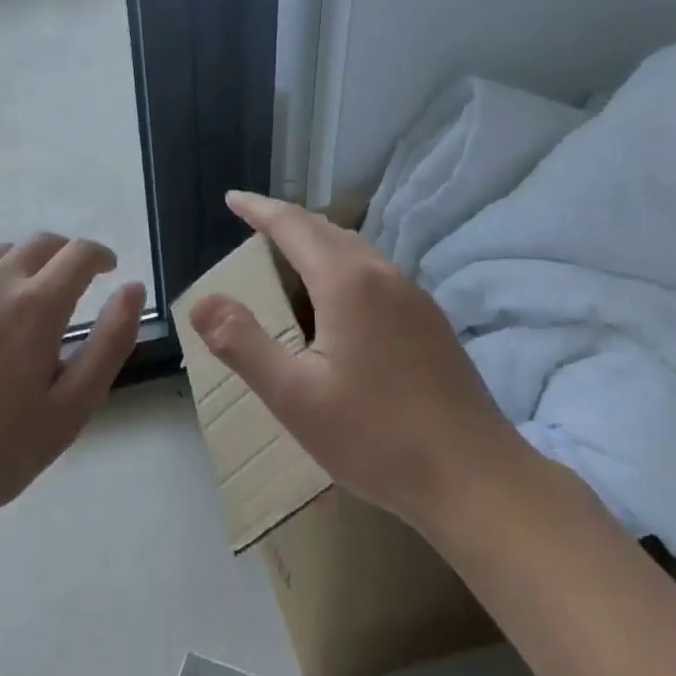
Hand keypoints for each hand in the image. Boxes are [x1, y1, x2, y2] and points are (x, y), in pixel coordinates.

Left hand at [0, 235, 145, 534]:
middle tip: (73, 285)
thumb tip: (132, 288)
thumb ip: (110, 342)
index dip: (101, 256)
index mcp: (37, 306)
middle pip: (39, 244)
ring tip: (25, 301)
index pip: (79, 254)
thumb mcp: (72, 408)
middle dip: (65, 256)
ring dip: (23, 266)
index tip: (109, 271)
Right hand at [188, 192, 520, 533]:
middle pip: (327, 231)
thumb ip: (242, 344)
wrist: (475, 478)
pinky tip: (338, 301)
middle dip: (287, 221)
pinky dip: (343, 267)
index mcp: (347, 282)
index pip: (293, 226)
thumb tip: (201, 301)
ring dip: (318, 243)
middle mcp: (383, 275)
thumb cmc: (376, 437)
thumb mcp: (294, 396)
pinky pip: (376, 274)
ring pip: (356, 251)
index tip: (232, 198)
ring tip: (289, 255)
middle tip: (254, 222)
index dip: (259, 209)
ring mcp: (414, 297)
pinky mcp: (430, 322)